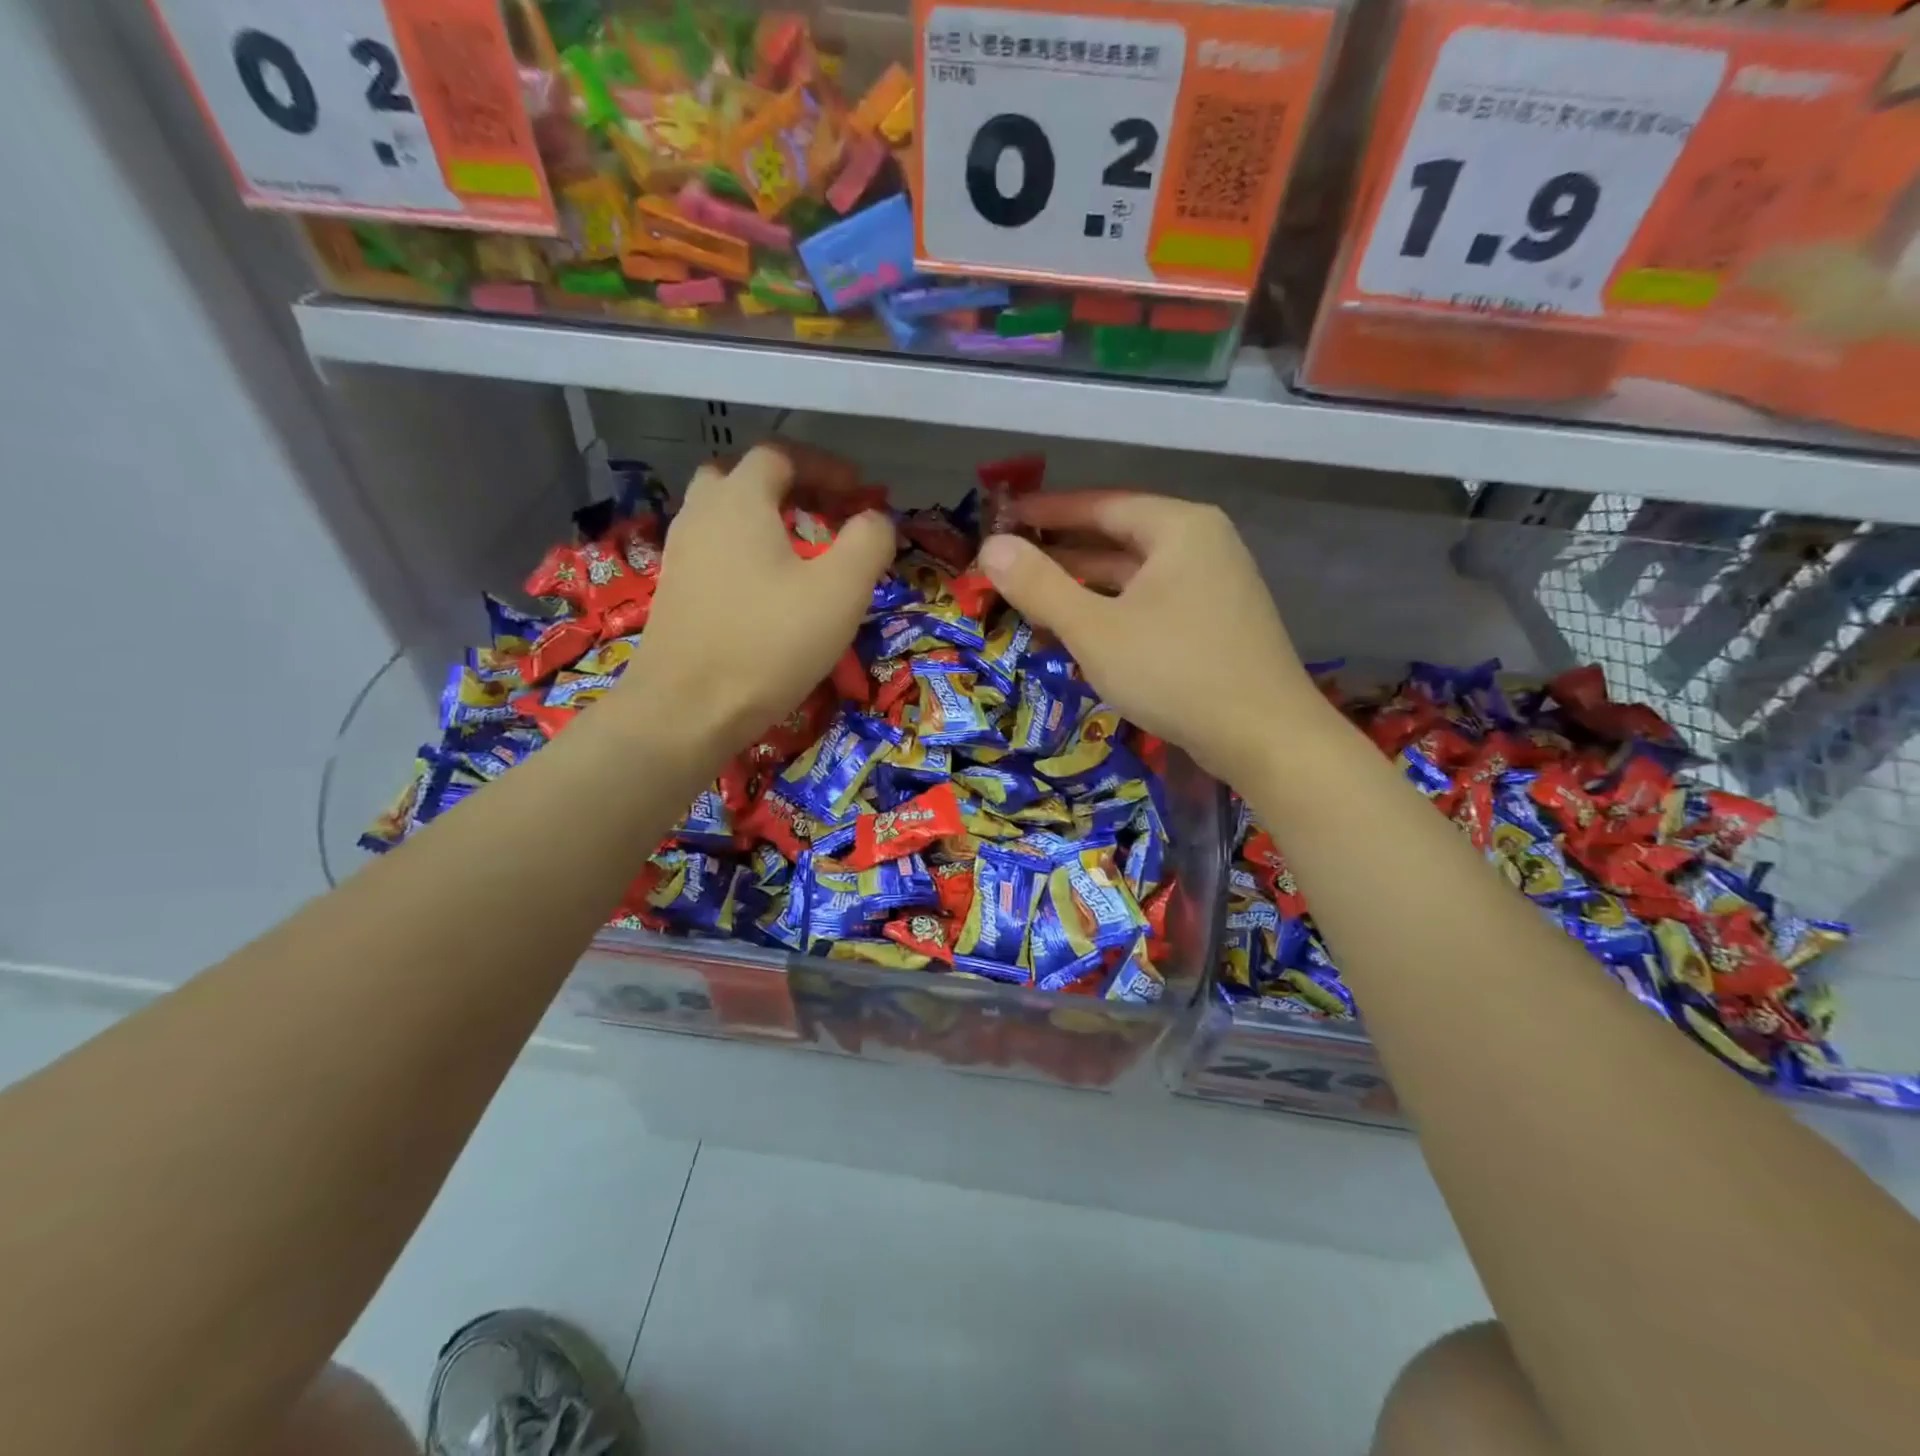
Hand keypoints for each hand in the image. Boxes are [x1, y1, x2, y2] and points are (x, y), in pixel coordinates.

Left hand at [618, 444, 894, 757]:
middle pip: (742, 478)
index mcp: (739, 500)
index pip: (780, 455)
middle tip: (822, 515)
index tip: (858, 493)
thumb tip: (876, 518)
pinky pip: (712, 552)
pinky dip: (742, 554)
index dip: (825, 467)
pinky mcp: (673, 593)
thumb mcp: (840, 591)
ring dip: (761, 521)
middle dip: (787, 488)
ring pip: (722, 516)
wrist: (686, 710)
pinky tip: (766, 592)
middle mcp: (701, 515)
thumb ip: (868, 542)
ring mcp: (680, 555)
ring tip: (798, 553)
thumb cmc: (769, 643)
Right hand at [978, 491, 1322, 784]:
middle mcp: (1202, 546)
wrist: (1265, 738)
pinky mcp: (1215, 626)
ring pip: (1133, 578)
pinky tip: (1080, 635)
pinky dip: (1113, 613)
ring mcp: (1214, 587)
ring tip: (1032, 602)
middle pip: (1118, 538)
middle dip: (1062, 555)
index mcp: (1179, 528)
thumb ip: (1040, 586)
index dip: (1048, 511)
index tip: (1005, 518)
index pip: (1101, 504)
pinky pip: (1151, 606)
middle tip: (1009, 566)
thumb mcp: (1095, 629)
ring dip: (1084, 589)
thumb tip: (990, 547)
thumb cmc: (1175, 672)